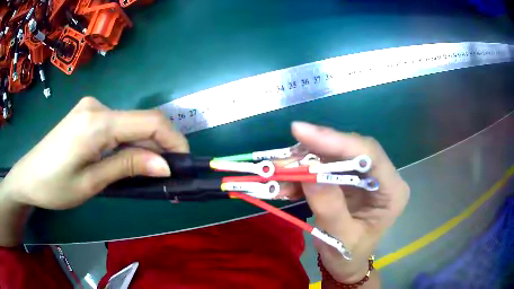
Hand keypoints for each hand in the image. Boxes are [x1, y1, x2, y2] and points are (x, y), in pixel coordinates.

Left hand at [0, 97, 188, 209]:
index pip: (150, 121)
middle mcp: (97, 106)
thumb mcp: (92, 183)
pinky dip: (127, 142)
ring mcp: (91, 108)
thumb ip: (127, 166)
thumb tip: (165, 165)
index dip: (174, 140)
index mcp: (97, 122)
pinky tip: (124, 160)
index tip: (185, 163)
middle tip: (167, 175)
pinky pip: (116, 125)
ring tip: (146, 172)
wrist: (29, 176)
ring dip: (143, 146)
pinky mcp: (87, 114)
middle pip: (140, 121)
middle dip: (160, 146)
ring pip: (129, 124)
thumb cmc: (55, 186)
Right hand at [287, 122, 409, 283]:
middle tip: (283, 157)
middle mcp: (381, 176)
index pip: (369, 154)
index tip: (301, 131)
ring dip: (303, 164)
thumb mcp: (341, 238)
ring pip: (332, 157)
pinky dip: (301, 176)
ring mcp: (363, 176)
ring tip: (277, 173)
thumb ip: (329, 208)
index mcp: (392, 191)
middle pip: (349, 151)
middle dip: (314, 152)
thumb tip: (309, 173)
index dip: (336, 141)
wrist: (345, 264)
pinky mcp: (347, 179)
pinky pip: (322, 169)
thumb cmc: (349, 255)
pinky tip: (284, 184)